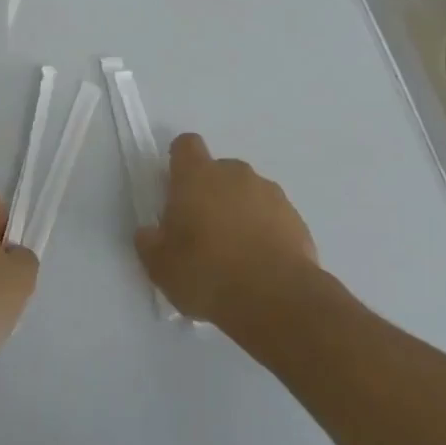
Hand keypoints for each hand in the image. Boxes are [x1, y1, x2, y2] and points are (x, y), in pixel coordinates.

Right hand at [134, 133, 317, 324]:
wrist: (277, 299)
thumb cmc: (208, 274)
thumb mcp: (161, 266)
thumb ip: (150, 243)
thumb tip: (149, 233)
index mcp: (197, 176)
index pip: (186, 145)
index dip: (180, 161)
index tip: (176, 187)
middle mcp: (234, 174)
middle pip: (218, 170)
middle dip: (210, 193)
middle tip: (202, 231)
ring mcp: (269, 193)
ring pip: (247, 193)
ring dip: (239, 212)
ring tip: (235, 253)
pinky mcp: (296, 218)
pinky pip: (272, 216)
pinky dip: (264, 231)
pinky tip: (260, 264)